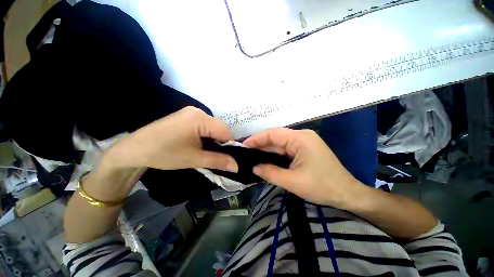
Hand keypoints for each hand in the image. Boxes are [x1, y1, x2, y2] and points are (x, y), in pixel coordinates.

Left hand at [102, 107, 238, 171]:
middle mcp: (198, 112)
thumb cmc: (165, 153)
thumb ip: (218, 161)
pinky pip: (203, 127)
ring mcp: (191, 113)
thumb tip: (237, 166)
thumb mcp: (195, 159)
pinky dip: (206, 137)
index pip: (225, 132)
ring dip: (213, 141)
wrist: (133, 150)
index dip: (229, 146)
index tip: (228, 159)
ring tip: (208, 153)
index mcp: (201, 118)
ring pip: (212, 128)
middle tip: (217, 158)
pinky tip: (200, 145)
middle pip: (219, 129)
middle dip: (220, 144)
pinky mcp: (185, 117)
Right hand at [243, 128, 363, 207]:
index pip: (273, 133)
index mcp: (300, 139)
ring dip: (266, 150)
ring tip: (252, 156)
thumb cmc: (322, 186)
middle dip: (260, 144)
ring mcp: (304, 142)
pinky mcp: (304, 150)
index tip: (243, 145)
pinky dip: (275, 154)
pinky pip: (285, 149)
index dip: (256, 138)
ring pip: (280, 144)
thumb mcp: (293, 181)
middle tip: (245, 153)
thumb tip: (254, 168)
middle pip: (276, 137)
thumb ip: (270, 173)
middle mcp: (302, 136)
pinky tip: (266, 159)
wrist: (347, 194)